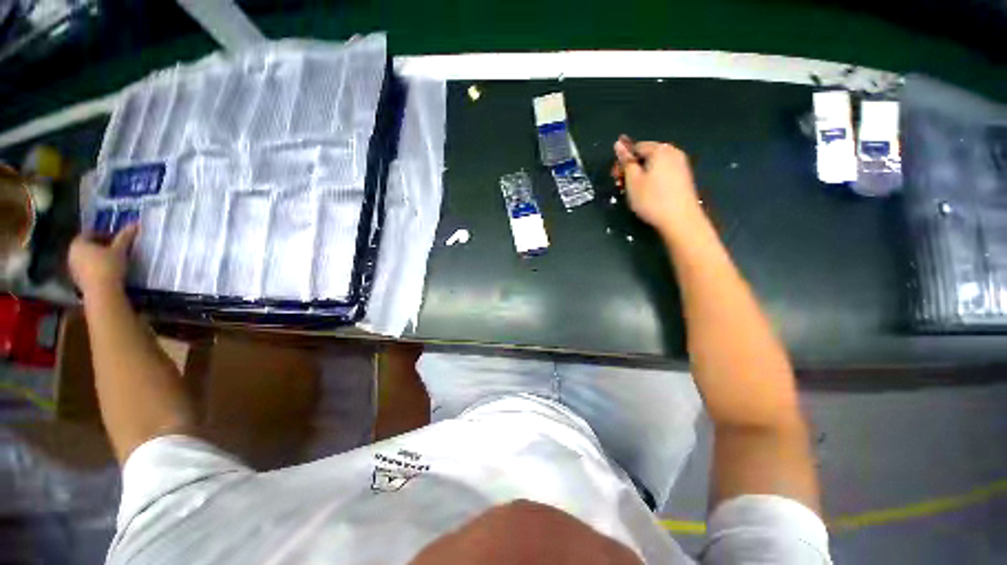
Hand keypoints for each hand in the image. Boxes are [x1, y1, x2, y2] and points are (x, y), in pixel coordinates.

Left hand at [68, 225, 137, 295]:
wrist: (102, 292)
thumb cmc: (108, 266)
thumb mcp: (120, 250)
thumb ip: (125, 237)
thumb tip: (134, 224)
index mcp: (78, 243)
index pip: (90, 233)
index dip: (104, 234)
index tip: (117, 238)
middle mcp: (71, 254)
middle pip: (87, 246)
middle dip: (100, 246)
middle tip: (115, 249)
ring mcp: (72, 268)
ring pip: (86, 258)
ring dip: (98, 258)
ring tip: (113, 261)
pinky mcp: (77, 280)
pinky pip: (87, 269)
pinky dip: (96, 268)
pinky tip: (107, 272)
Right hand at [613, 135, 703, 237]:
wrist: (680, 219)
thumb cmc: (652, 200)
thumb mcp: (632, 180)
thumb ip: (626, 161)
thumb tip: (618, 144)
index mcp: (660, 150)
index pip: (636, 147)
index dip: (623, 161)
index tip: (615, 176)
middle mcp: (673, 152)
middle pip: (646, 155)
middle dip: (631, 168)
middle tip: (621, 185)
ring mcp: (681, 165)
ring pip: (654, 165)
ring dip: (640, 175)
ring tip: (632, 192)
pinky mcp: (684, 178)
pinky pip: (663, 173)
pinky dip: (652, 180)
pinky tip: (647, 194)